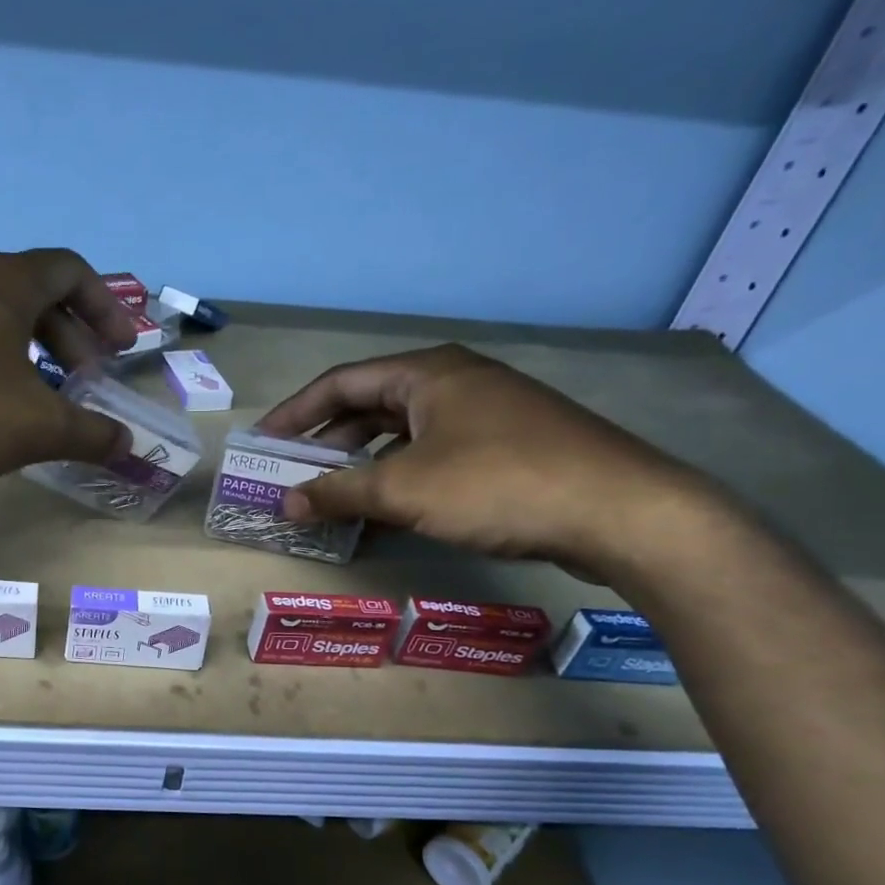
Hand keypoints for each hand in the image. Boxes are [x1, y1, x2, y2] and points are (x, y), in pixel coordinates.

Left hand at [0, 248, 136, 495]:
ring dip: (26, 348)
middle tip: (84, 379)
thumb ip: (89, 433)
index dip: (105, 305)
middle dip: (69, 334)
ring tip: (36, 395)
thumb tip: (127, 444)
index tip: (121, 349)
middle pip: (31, 291)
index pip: (69, 269)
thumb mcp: (36, 428)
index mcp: (1, 283)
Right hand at [256, 344, 708, 572]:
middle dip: (328, 441)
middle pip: (372, 405)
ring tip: (335, 496)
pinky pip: (435, 454)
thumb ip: (338, 494)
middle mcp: (456, 382)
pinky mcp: (511, 446)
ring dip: (364, 463)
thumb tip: (285, 503)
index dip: (295, 412)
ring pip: (405, 433)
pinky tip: (389, 510)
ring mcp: (488, 413)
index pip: (340, 383)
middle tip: (295, 473)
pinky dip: (402, 477)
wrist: (620, 511)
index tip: (264, 442)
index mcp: (427, 373)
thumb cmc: (497, 484)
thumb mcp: (404, 490)